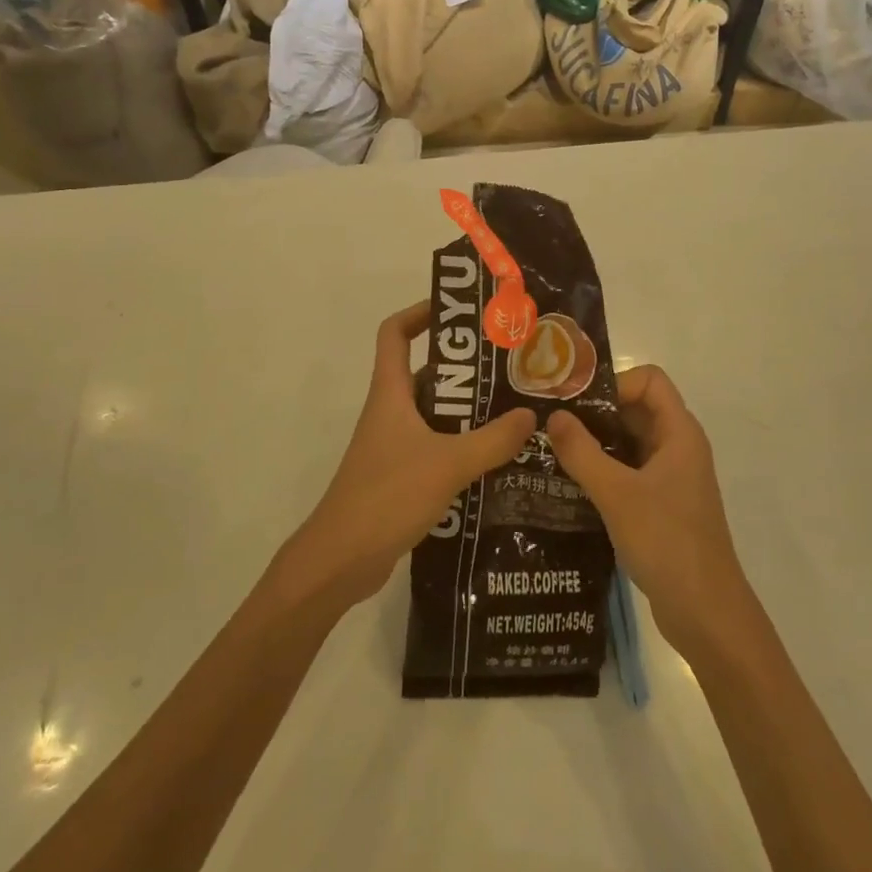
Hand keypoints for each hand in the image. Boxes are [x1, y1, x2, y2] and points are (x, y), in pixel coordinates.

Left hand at [282, 301, 536, 613]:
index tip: (460, 312)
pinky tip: (498, 459)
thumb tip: (530, 415)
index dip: (421, 312)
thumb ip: (493, 440)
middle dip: (466, 368)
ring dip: (469, 411)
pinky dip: (463, 446)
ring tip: (515, 411)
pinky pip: (437, 447)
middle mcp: (391, 411)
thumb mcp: (447, 463)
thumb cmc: (387, 496)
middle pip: (425, 373)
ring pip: (435, 414)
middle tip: (511, 368)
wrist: (341, 560)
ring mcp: (394, 445)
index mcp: (390, 393)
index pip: (395, 333)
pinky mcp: (401, 476)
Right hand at [545, 366, 752, 659]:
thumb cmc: (667, 543)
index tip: (575, 403)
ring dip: (594, 442)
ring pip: (629, 442)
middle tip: (550, 422)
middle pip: (636, 408)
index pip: (649, 380)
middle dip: (595, 412)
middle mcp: (677, 447)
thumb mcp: (617, 494)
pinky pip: (628, 471)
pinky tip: (568, 483)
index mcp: (679, 433)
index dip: (614, 383)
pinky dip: (602, 470)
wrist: (706, 614)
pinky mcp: (660, 505)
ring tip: (550, 450)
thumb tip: (553, 416)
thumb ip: (582, 452)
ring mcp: (670, 478)